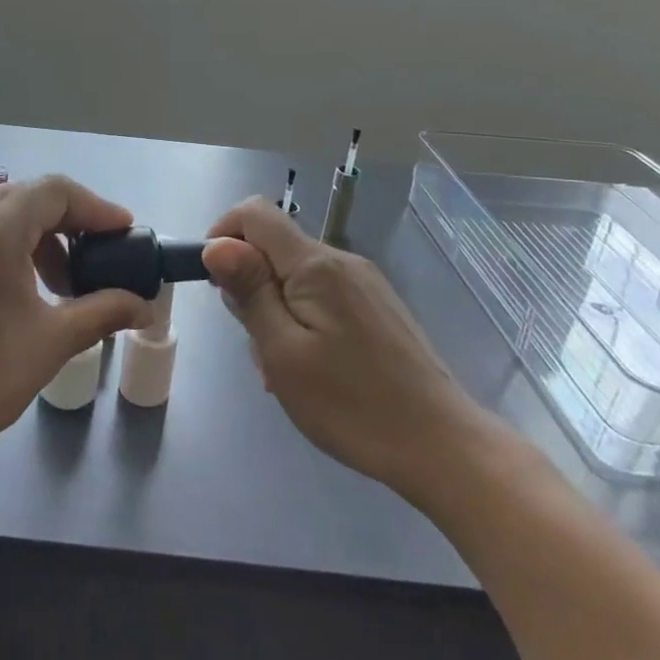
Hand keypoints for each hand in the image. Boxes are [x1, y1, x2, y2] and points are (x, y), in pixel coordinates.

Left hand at [0, 176, 152, 474]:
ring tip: (58, 285)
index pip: (55, 191)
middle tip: (97, 259)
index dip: (96, 208)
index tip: (124, 234)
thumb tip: (143, 305)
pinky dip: (2, 249)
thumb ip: (103, 312)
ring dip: (35, 239)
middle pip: (26, 198)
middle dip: (68, 223)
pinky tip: (13, 292)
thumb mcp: (50, 343)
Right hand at [204, 198, 501, 510]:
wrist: (443, 446)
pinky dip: (302, 319)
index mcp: (315, 264)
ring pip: (296, 275)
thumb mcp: (283, 352)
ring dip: (275, 308)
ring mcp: (364, 283)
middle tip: (256, 344)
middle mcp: (341, 260)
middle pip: (274, 246)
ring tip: (283, 368)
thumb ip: (249, 292)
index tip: (216, 285)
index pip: (254, 212)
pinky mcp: (378, 306)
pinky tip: (313, 368)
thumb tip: (216, 244)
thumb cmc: (352, 404)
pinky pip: (323, 295)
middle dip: (250, 283)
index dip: (223, 235)